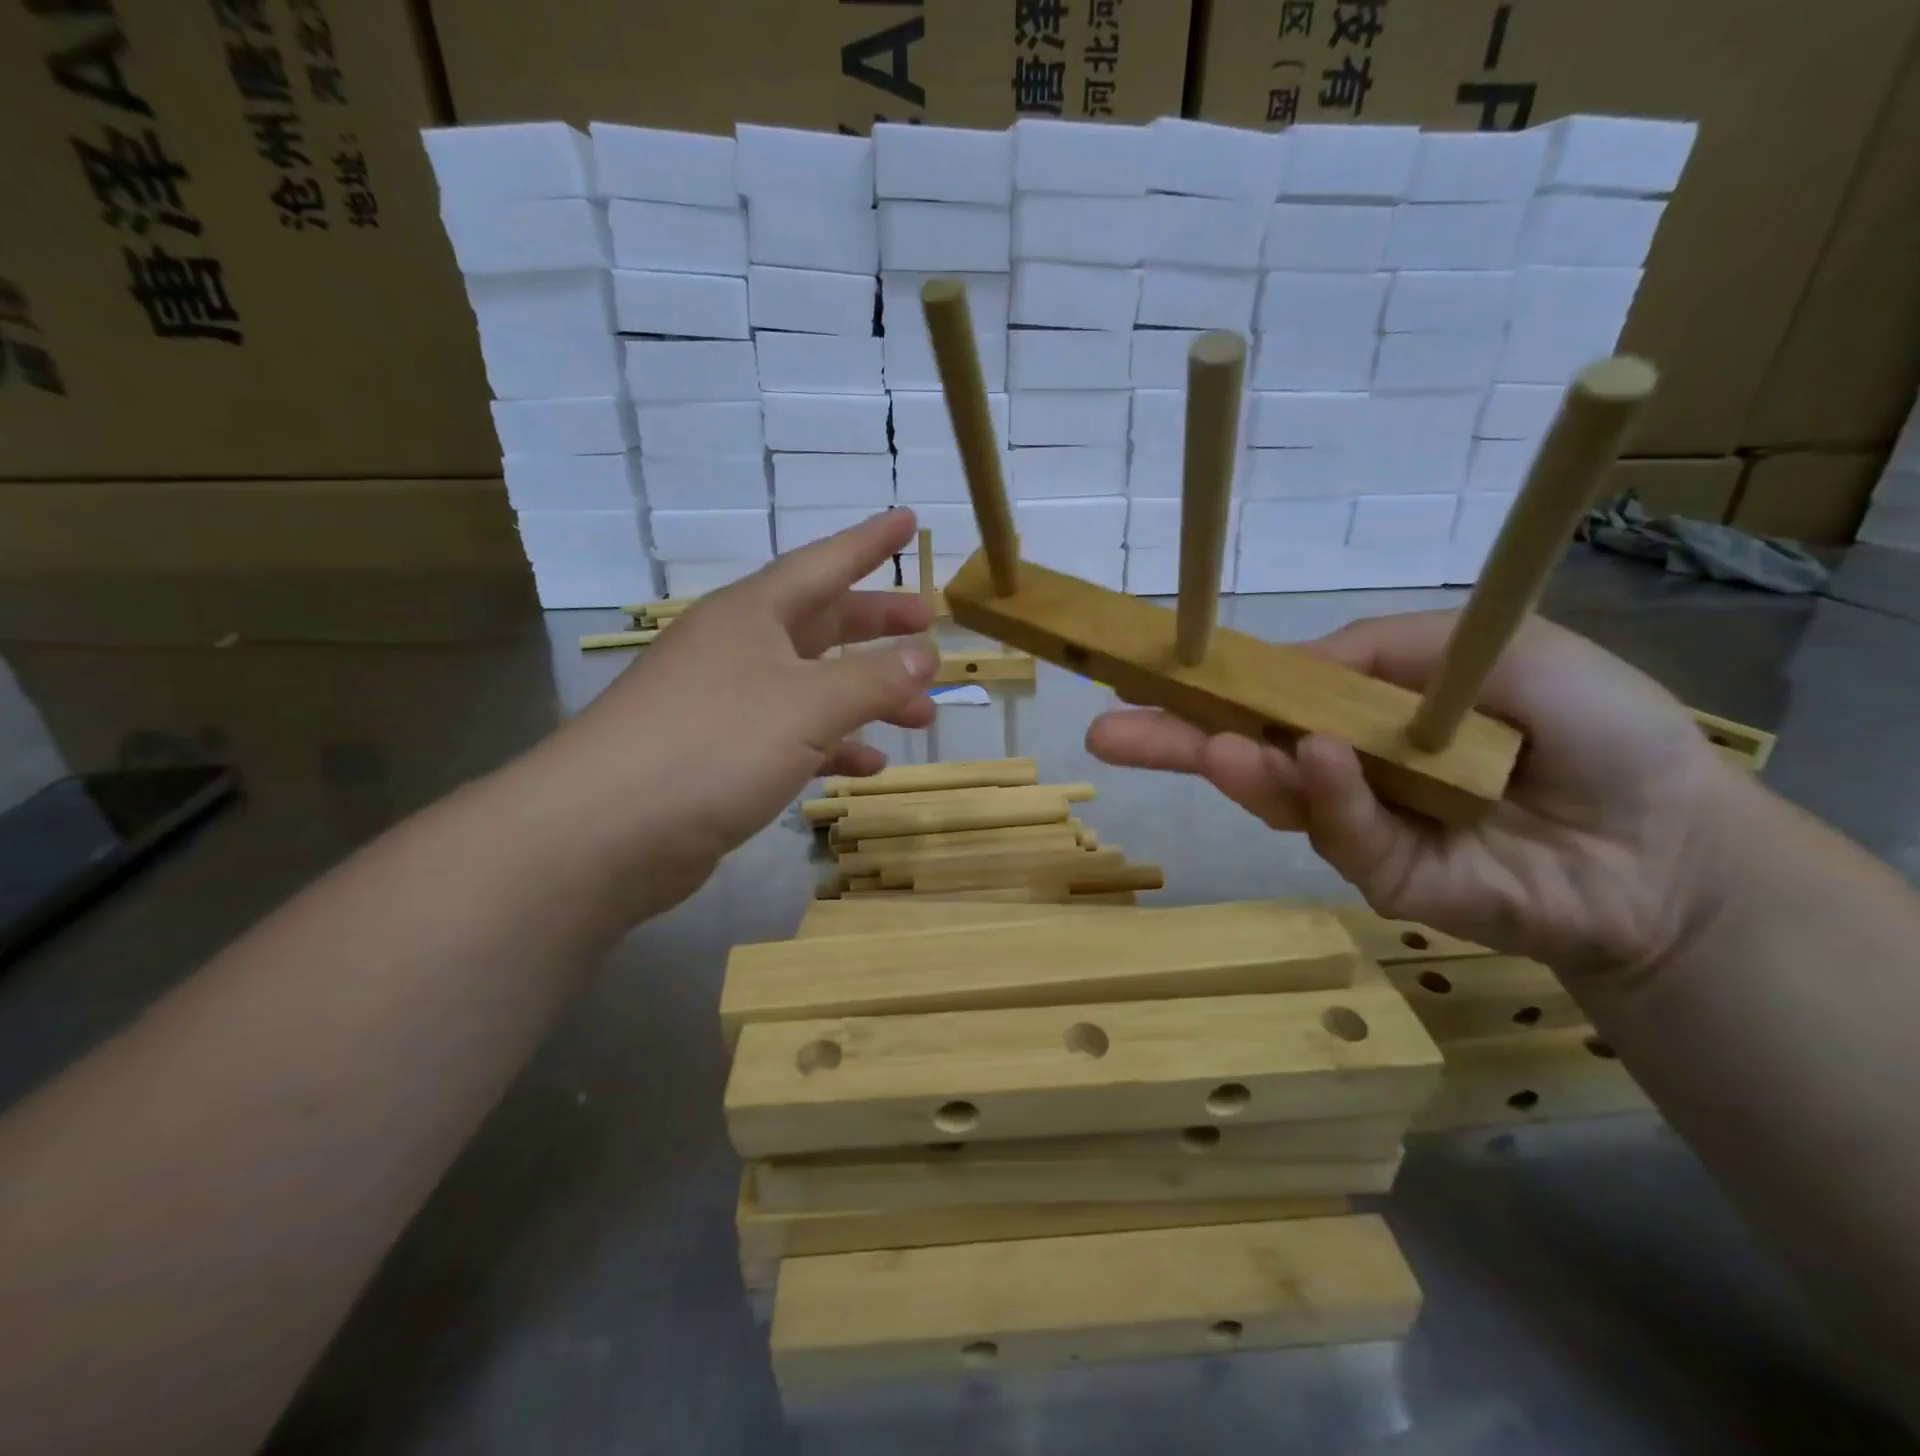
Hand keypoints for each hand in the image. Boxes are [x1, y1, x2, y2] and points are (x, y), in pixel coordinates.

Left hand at [527, 509, 936, 919]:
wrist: (604, 832)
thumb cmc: (713, 744)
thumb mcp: (807, 706)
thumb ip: (873, 679)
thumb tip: (926, 655)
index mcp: (752, 615)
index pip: (823, 563)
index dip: (870, 542)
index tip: (909, 520)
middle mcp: (737, 649)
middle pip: (821, 624)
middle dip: (877, 626)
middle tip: (927, 628)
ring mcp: (726, 704)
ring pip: (813, 686)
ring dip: (867, 696)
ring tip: (921, 714)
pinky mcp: (721, 757)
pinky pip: (793, 738)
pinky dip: (833, 746)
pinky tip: (867, 766)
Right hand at [1088, 612, 1738, 974]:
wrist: (1669, 838)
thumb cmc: (1584, 722)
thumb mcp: (1476, 647)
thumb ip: (1375, 651)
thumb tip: (1284, 668)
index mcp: (1354, 713)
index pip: (1261, 698)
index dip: (1202, 686)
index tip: (1137, 676)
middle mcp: (1339, 767)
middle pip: (1242, 753)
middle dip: (1172, 741)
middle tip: (1105, 731)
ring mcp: (1354, 825)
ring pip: (1280, 796)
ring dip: (1243, 767)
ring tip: (1211, 747)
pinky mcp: (1380, 879)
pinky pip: (1344, 833)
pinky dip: (1328, 797)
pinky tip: (1319, 763)